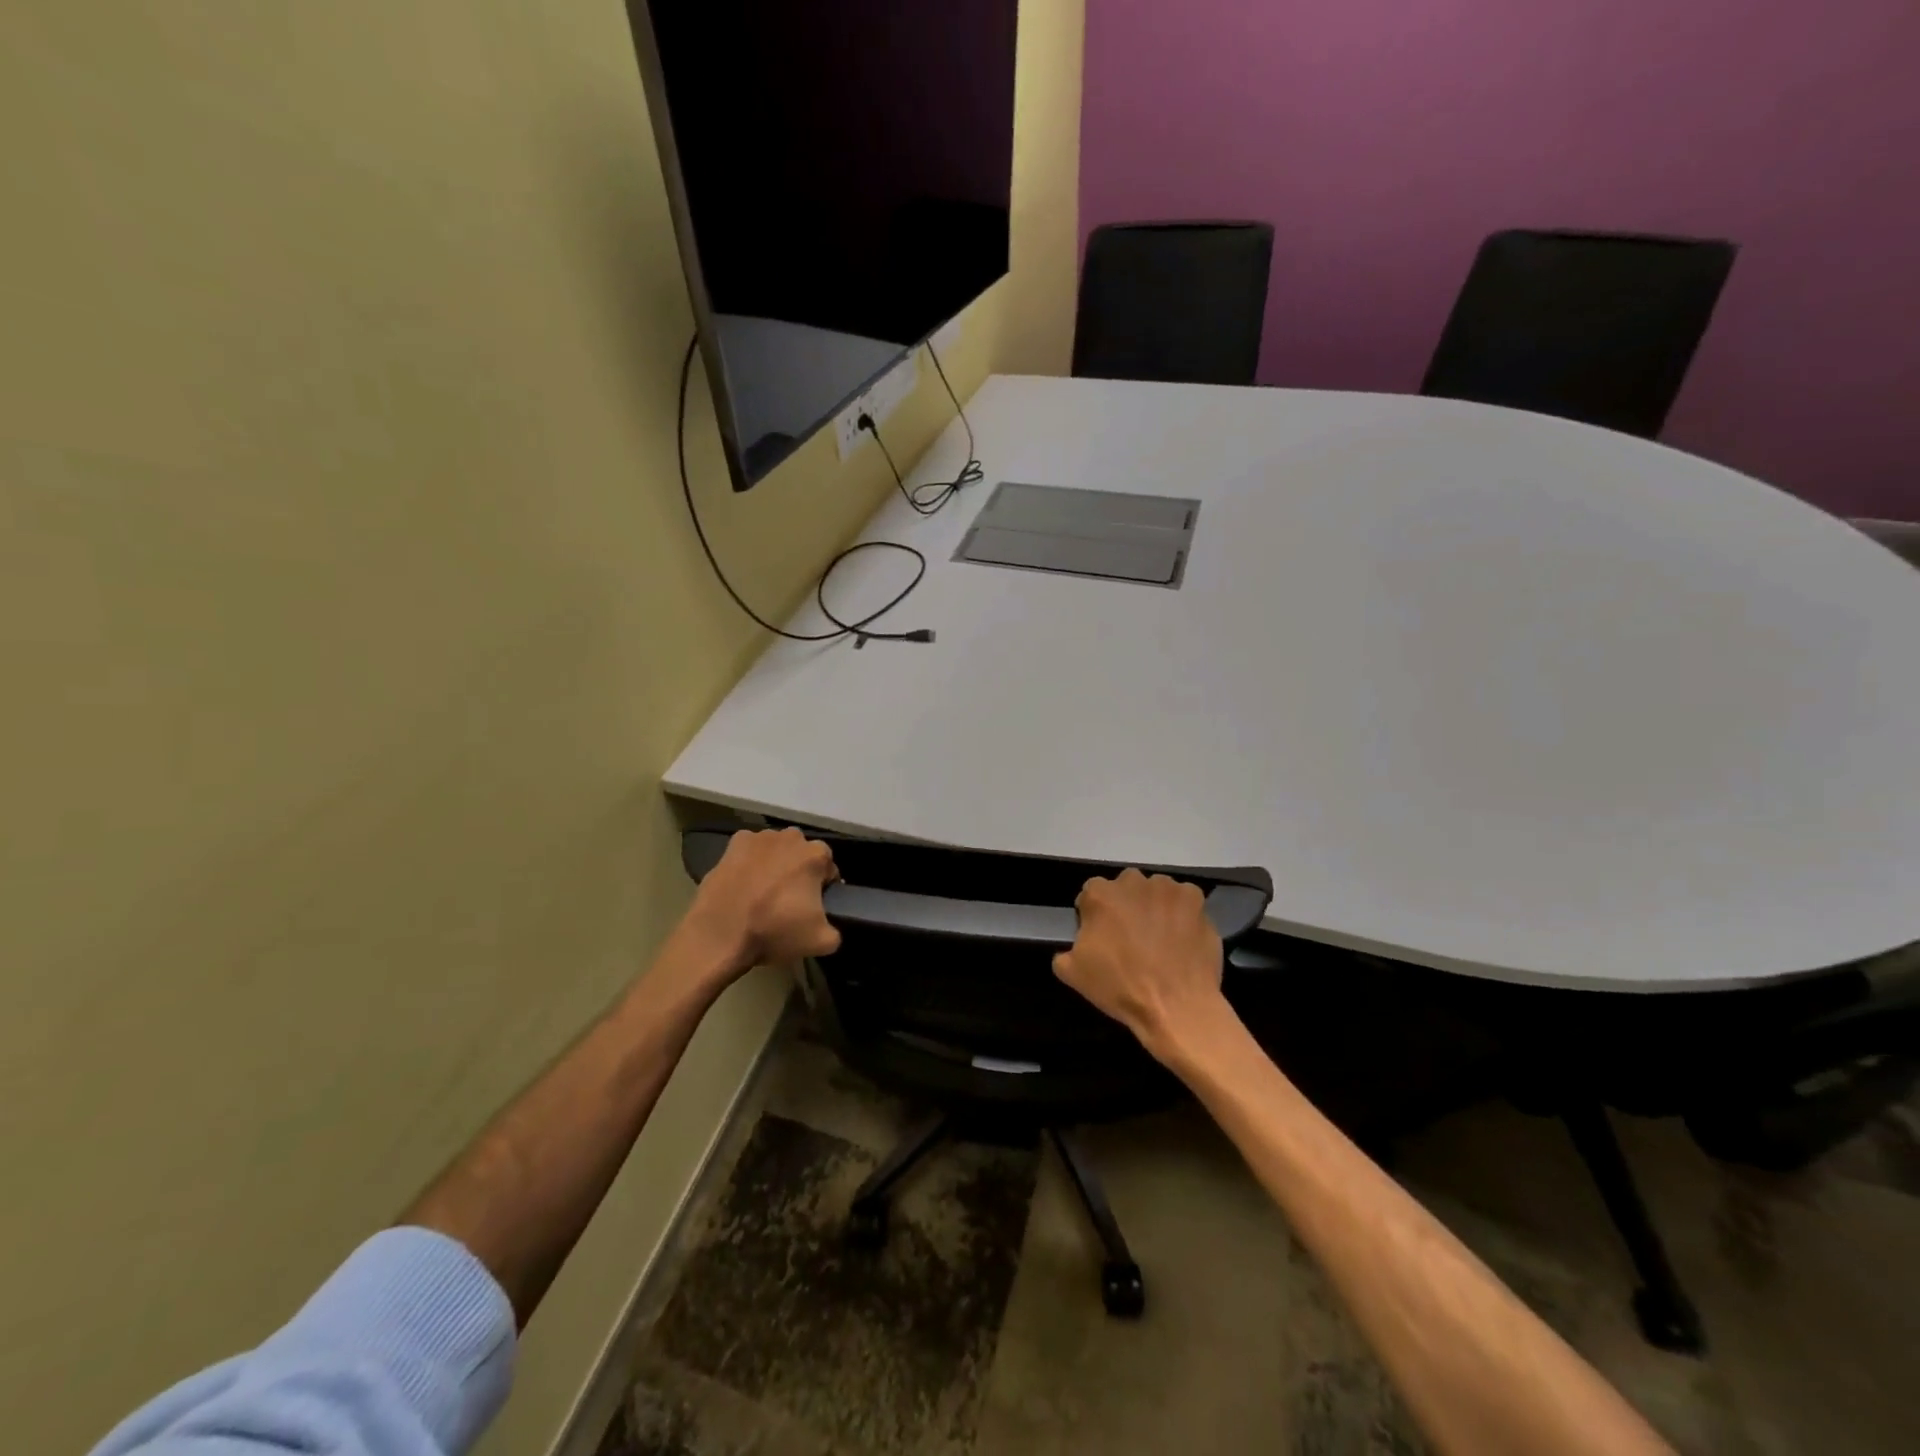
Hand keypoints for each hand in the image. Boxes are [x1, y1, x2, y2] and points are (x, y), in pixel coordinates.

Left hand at [684, 828, 841, 975]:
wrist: (720, 934)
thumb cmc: (774, 931)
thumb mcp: (820, 942)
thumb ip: (835, 930)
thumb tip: (829, 926)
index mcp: (816, 855)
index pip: (829, 869)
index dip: (823, 889)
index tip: (812, 907)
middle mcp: (792, 837)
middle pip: (803, 855)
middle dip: (799, 872)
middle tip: (788, 901)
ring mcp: (760, 837)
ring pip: (777, 850)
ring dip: (775, 864)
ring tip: (762, 893)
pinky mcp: (734, 843)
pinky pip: (750, 850)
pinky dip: (750, 862)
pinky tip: (743, 883)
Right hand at [1053, 868, 1226, 1065]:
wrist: (1176, 1006)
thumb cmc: (1120, 987)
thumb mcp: (1072, 973)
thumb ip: (1065, 949)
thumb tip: (1078, 944)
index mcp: (1100, 894)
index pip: (1090, 894)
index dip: (1094, 915)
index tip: (1101, 937)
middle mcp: (1133, 881)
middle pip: (1125, 887)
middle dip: (1126, 906)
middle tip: (1131, 937)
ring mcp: (1167, 888)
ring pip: (1155, 891)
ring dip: (1154, 907)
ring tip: (1160, 939)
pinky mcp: (1195, 900)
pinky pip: (1184, 901)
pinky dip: (1182, 913)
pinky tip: (1181, 937)